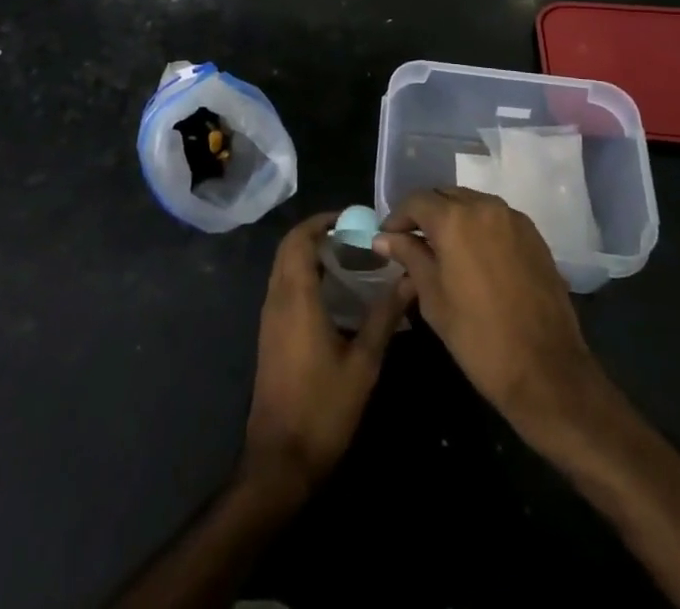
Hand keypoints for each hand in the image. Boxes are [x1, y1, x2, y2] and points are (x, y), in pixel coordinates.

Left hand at [243, 212, 413, 495]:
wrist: (280, 461)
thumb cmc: (323, 409)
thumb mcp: (363, 363)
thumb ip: (385, 317)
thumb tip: (410, 280)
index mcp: (296, 297)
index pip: (300, 239)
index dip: (322, 221)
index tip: (352, 218)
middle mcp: (277, 299)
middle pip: (289, 248)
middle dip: (318, 234)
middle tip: (354, 236)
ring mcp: (270, 318)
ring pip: (284, 268)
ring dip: (310, 254)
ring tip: (350, 258)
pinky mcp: (270, 335)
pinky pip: (284, 287)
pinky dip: (304, 275)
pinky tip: (335, 294)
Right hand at [374, 187, 602, 441]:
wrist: (546, 370)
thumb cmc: (478, 337)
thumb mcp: (432, 297)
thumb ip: (409, 257)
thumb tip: (383, 238)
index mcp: (454, 219)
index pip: (417, 201)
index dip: (398, 217)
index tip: (387, 239)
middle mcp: (484, 206)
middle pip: (445, 196)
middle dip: (426, 214)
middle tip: (412, 242)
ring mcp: (513, 218)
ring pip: (472, 203)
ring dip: (453, 218)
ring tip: (442, 249)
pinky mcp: (533, 235)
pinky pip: (496, 218)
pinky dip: (479, 227)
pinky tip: (474, 256)